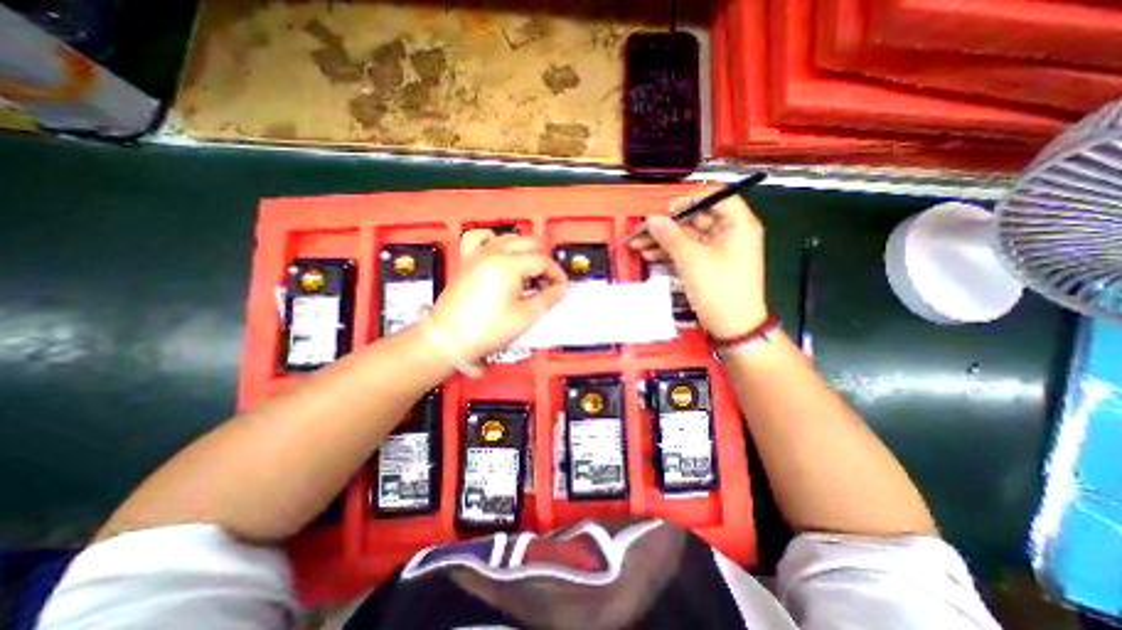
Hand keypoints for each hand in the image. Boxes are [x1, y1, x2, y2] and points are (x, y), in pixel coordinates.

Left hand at [430, 230, 569, 361]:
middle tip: (547, 282)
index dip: (556, 274)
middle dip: (543, 261)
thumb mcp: (525, 316)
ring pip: (509, 238)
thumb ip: (548, 298)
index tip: (560, 288)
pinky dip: (494, 240)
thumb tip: (559, 289)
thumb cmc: (485, 329)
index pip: (542, 261)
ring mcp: (477, 254)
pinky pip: (479, 238)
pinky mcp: (467, 261)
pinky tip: (500, 252)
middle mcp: (493, 252)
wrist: (449, 339)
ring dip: (525, 252)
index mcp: (509, 264)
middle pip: (529, 244)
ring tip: (529, 272)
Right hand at [627, 194, 767, 338]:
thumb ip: (670, 236)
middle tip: (643, 231)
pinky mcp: (707, 265)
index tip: (666, 210)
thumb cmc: (718, 289)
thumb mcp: (691, 259)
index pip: (716, 197)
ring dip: (663, 241)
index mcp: (737, 224)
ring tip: (639, 245)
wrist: (732, 327)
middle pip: (696, 218)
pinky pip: (687, 252)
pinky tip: (650, 256)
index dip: (690, 200)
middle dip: (667, 225)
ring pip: (687, 237)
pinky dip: (670, 253)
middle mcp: (729, 233)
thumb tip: (651, 219)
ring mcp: (718, 251)